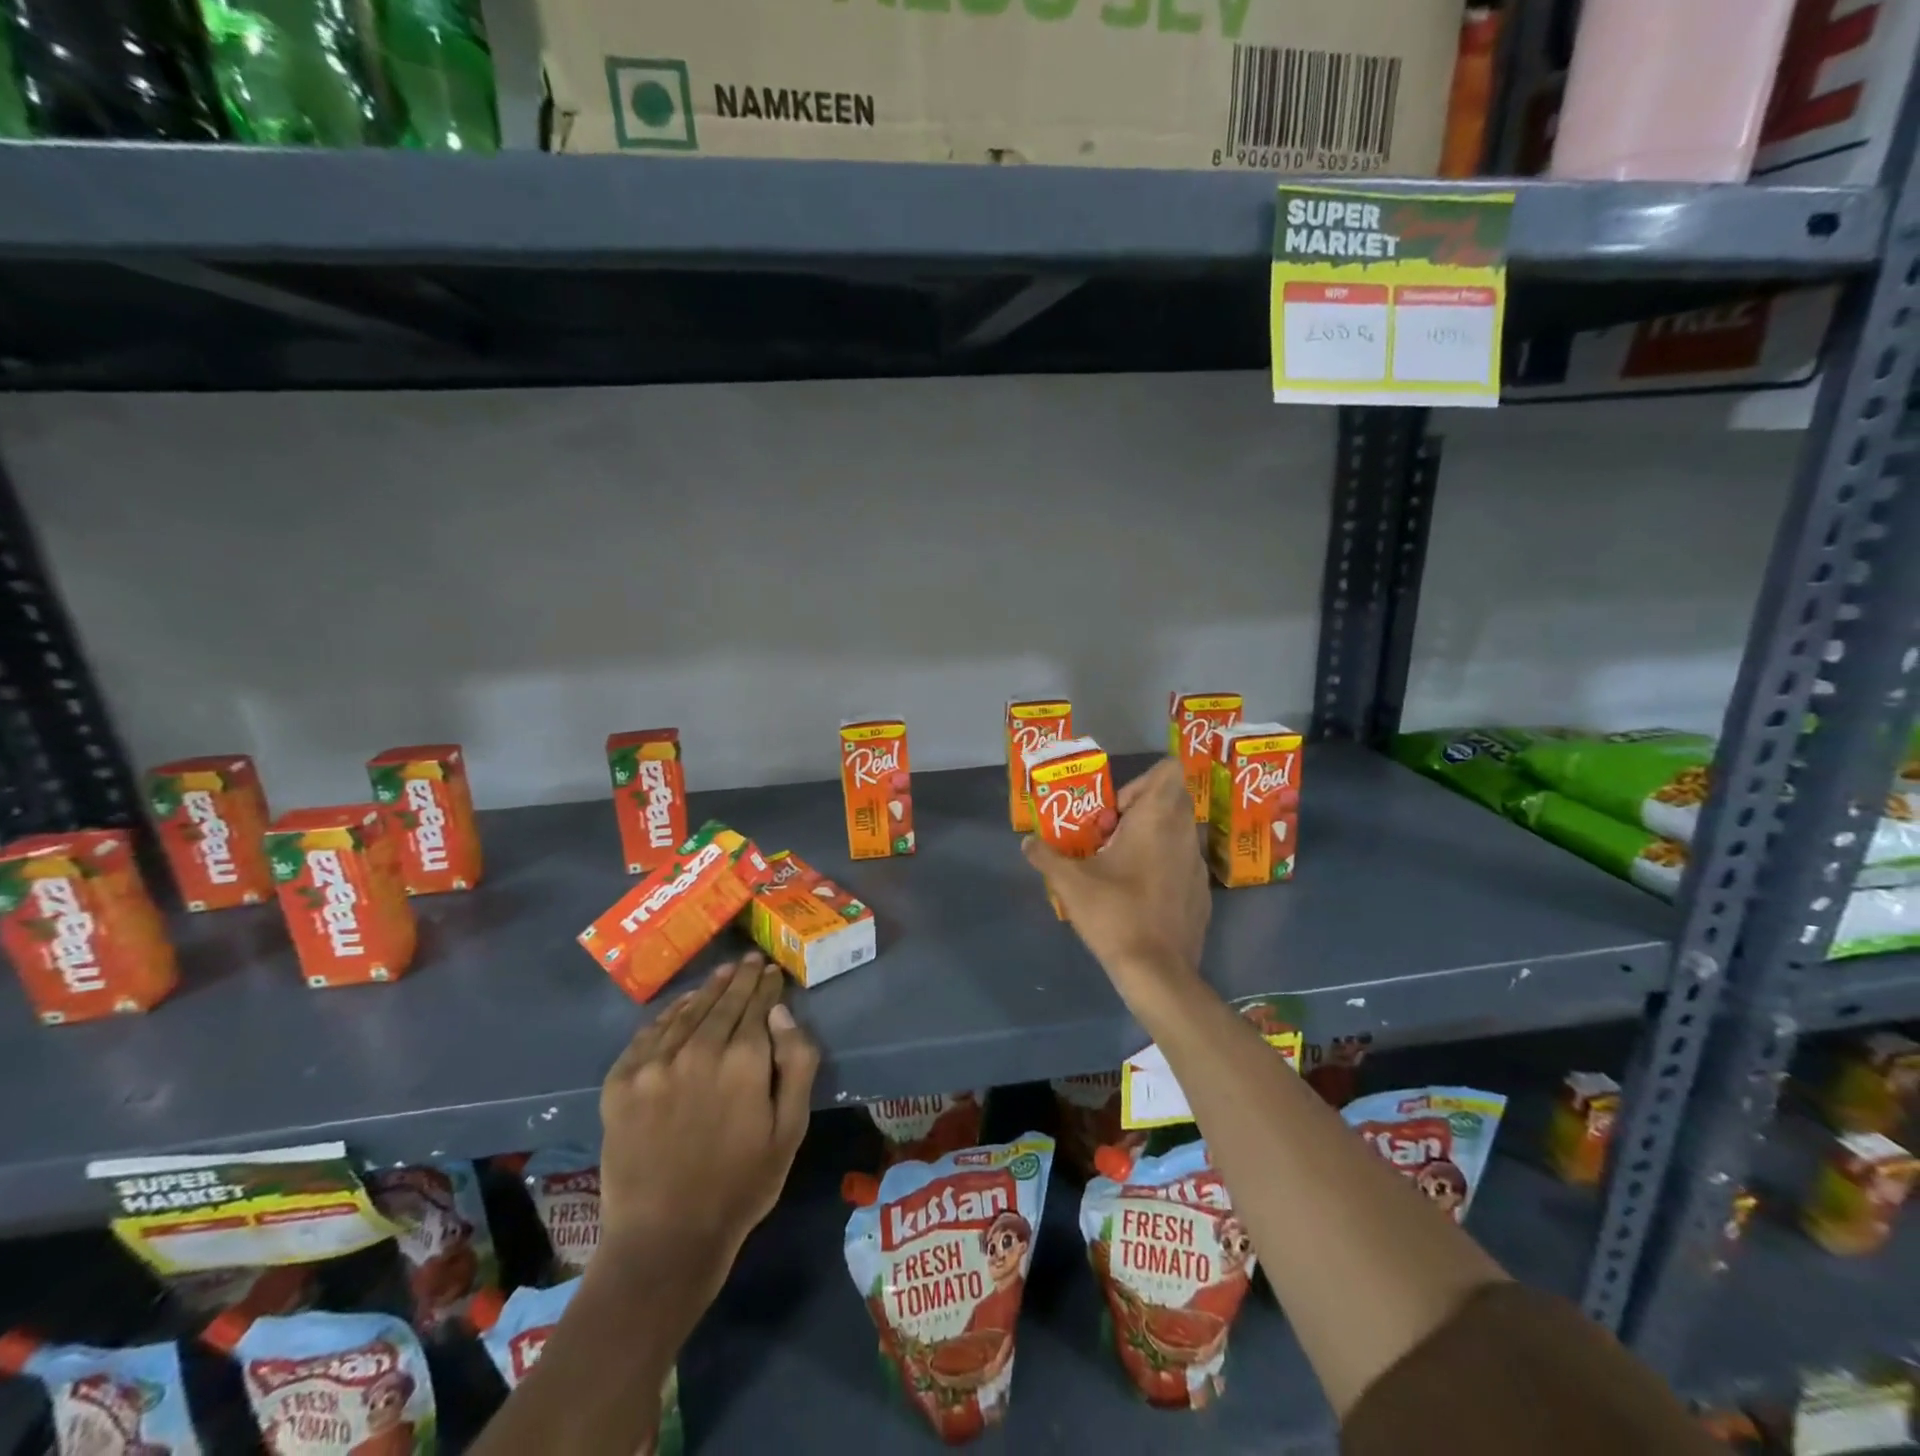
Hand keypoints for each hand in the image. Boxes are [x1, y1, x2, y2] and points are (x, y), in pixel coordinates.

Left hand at [595, 954, 819, 1287]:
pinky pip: (649, 1033)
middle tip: (749, 960)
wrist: (664, 1240)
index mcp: (743, 1061)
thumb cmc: (741, 1185)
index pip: (758, 1006)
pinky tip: (681, 1006)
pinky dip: (669, 1013)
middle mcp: (697, 1050)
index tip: (772, 971)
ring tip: (722, 973)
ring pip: (688, 1011)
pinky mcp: (620, 1082)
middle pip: (724, 1001)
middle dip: (740, 978)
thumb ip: (797, 1064)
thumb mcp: (791, 1129)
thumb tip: (782, 1013)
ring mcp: (654, 1064)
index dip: (767, 985)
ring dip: (708, 989)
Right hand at [1022, 757, 1209, 1006]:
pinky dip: (1164, 868)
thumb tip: (1027, 843)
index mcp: (1156, 820)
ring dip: (1150, 839)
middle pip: (1169, 800)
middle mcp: (1184, 834)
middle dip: (1138, 812)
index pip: (1168, 770)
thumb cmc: (1114, 913)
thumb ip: (1046, 856)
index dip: (1139, 782)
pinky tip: (1140, 896)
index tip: (1114, 812)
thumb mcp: (1070, 883)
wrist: (1156, 972)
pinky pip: (1183, 864)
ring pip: (1177, 833)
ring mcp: (1198, 865)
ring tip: (1120, 867)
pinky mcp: (1203, 893)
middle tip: (1109, 838)